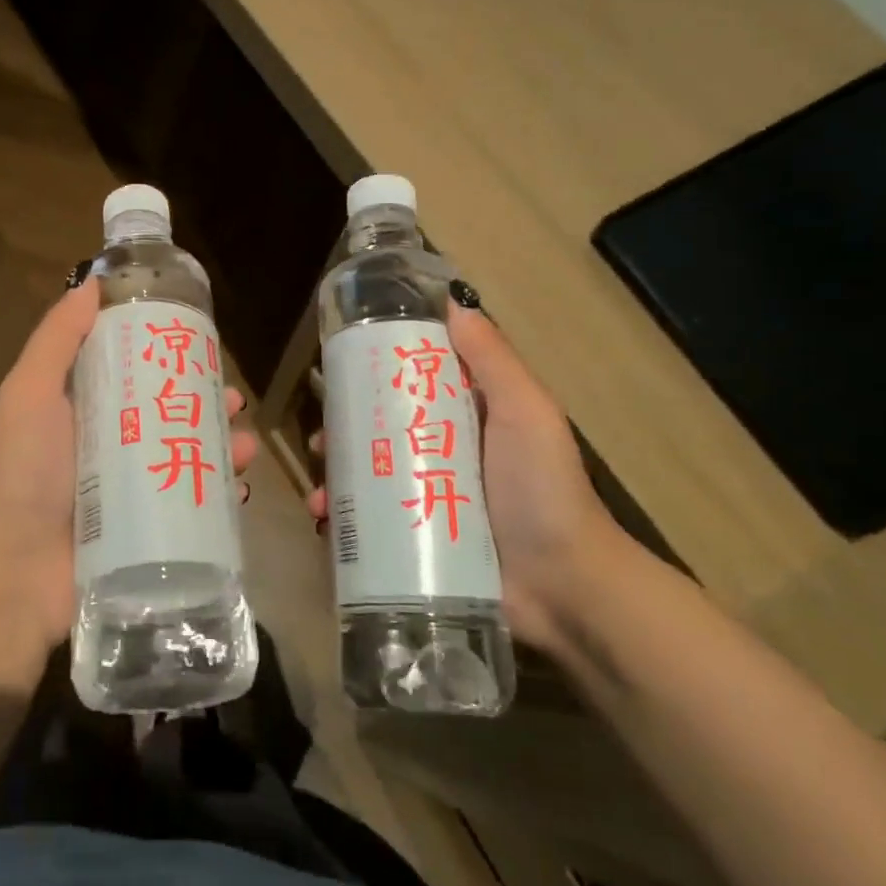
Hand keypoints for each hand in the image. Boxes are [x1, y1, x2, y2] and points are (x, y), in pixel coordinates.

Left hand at [0, 277, 260, 650]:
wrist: (15, 570)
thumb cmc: (24, 472)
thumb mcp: (30, 393)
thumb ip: (57, 339)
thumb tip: (92, 283)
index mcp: (86, 411)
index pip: (135, 372)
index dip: (169, 355)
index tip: (201, 343)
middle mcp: (112, 446)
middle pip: (170, 413)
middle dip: (207, 402)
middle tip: (235, 399)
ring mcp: (133, 492)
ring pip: (189, 457)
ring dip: (223, 445)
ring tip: (245, 443)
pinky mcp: (150, 532)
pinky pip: (194, 507)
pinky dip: (221, 493)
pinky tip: (240, 485)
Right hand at [306, 304, 622, 650]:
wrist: (564, 587)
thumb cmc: (543, 490)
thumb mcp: (526, 412)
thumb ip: (493, 359)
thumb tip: (453, 299)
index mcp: (467, 417)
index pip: (412, 383)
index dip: (374, 373)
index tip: (339, 368)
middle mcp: (442, 453)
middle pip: (380, 430)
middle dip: (344, 431)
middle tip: (322, 440)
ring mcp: (427, 498)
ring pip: (368, 475)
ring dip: (337, 475)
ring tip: (321, 488)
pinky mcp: (415, 539)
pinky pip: (369, 521)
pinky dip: (342, 518)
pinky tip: (325, 518)